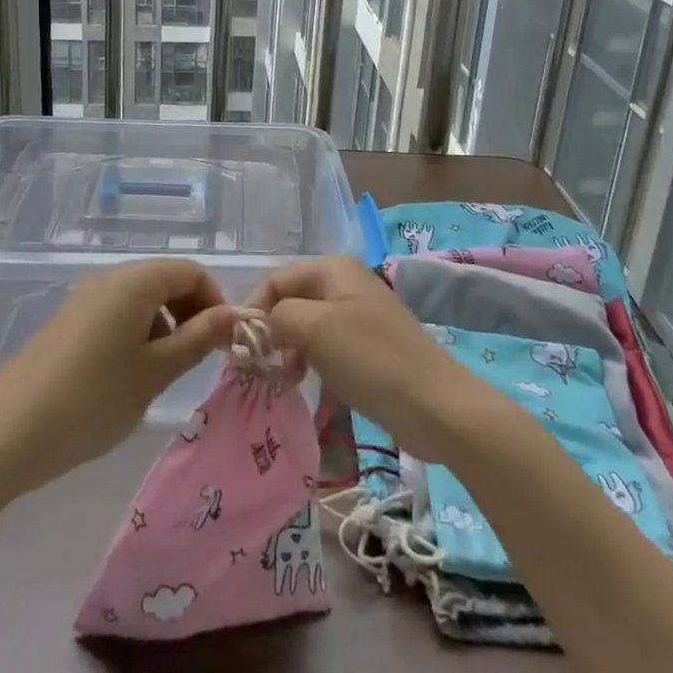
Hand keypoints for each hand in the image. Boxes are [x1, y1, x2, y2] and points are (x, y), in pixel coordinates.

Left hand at [0, 260, 235, 498]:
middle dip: (190, 314)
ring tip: (161, 375)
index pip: (191, 272)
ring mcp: (84, 300)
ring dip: (163, 327)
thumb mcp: (155, 372)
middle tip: (198, 359)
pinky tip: (126, 379)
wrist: (3, 435)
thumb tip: (236, 315)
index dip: (215, 301)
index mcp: (135, 281)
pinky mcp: (67, 324)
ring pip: (140, 301)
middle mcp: (110, 279)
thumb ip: (199, 339)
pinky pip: (115, 316)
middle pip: (165, 281)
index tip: (222, 342)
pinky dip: (135, 336)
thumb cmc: (92, 399)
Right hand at [248, 257, 500, 461]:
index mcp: (334, 268)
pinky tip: (306, 381)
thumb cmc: (370, 358)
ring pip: (308, 323)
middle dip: (271, 329)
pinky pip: (327, 343)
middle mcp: (346, 282)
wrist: (434, 404)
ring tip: (281, 376)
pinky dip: (310, 359)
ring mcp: (360, 313)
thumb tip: (259, 325)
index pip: (277, 279)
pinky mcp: (369, 345)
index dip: (254, 309)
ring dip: (289, 347)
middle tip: (256, 365)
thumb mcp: (314, 329)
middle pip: (292, 298)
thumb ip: (278, 317)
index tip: (238, 348)